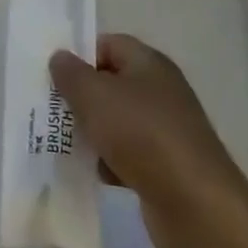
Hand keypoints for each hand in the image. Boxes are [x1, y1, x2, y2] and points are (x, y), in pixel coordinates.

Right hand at [50, 34, 247, 247]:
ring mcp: (166, 129)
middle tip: (52, 111)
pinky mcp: (167, 165)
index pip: (109, 44)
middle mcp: (161, 90)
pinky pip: (129, 154)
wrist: (194, 203)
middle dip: (82, 97)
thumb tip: (60, 57)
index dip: (80, 55)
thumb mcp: (95, 96)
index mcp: (149, 63)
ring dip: (94, 132)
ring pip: (118, 121)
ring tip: (66, 144)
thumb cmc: (141, 135)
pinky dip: (111, 162)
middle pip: (112, 83)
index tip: (54, 77)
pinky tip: (96, 174)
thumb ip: (71, 73)